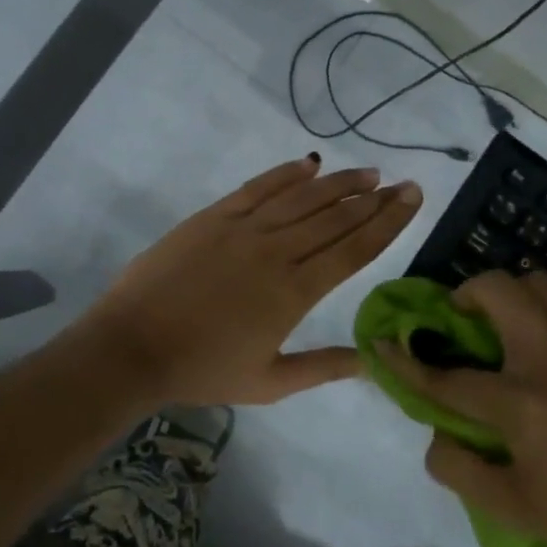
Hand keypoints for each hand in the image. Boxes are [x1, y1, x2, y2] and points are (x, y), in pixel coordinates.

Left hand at [75, 156, 422, 405]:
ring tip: (368, 173)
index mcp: (295, 293)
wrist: (133, 346)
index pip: (354, 249)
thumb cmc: (201, 370)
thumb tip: (372, 364)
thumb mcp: (269, 382)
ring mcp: (243, 229)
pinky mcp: (213, 217)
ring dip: (339, 182)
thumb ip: (323, 368)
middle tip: (403, 184)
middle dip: (374, 199)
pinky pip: (258, 187)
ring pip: (303, 197)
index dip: (387, 222)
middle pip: (336, 218)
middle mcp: (277, 252)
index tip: (413, 199)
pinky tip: (309, 163)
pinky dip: (286, 174)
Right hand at [379, 270, 546, 546]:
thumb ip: (461, 471)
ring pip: (542, 282)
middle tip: (463, 319)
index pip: (445, 376)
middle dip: (464, 296)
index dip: (405, 361)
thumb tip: (433, 437)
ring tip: (515, 318)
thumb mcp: (515, 510)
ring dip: (516, 294)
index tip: (382, 345)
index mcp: (519, 403)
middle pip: (494, 291)